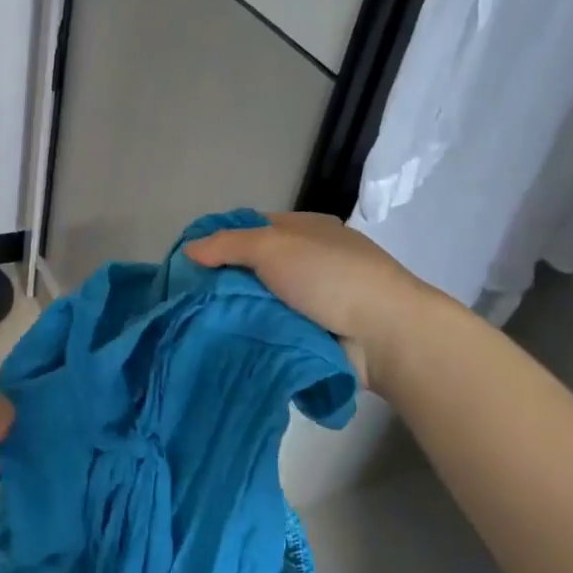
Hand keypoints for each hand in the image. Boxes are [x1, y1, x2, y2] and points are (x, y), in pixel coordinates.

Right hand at [183, 212, 433, 392]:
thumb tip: (189, 249)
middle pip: (254, 268)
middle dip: (224, 282)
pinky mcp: (318, 334)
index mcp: (305, 230)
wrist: (385, 333)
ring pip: (262, 302)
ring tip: (200, 327)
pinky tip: (227, 344)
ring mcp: (316, 299)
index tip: (188, 263)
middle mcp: (309, 261)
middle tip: (188, 300)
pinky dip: (257, 335)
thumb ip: (227, 244)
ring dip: (239, 313)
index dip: (219, 241)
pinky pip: (276, 330)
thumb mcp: (272, 246)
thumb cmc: (329, 276)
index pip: (251, 228)